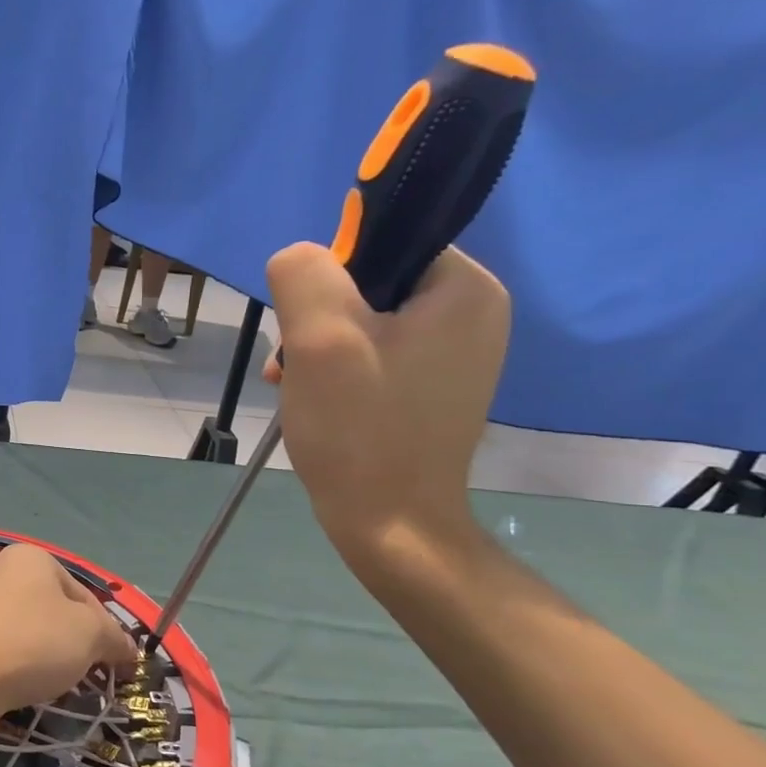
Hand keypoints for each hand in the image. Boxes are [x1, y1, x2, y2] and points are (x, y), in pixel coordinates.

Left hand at [0, 545, 139, 719]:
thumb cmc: (34, 641)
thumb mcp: (90, 635)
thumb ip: (114, 638)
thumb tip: (128, 648)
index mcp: (34, 557)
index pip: (85, 595)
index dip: (106, 631)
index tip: (116, 665)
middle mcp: (4, 570)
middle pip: (58, 611)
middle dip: (77, 644)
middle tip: (89, 676)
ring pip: (33, 630)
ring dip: (51, 656)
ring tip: (57, 683)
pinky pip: (9, 646)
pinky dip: (23, 663)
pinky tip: (26, 684)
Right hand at [263, 242, 508, 561]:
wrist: (389, 525)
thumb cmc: (360, 427)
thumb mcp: (320, 337)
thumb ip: (304, 273)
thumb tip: (299, 258)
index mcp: (466, 290)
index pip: (384, 241)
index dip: (331, 276)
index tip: (307, 325)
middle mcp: (472, 314)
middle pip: (369, 283)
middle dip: (317, 318)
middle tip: (293, 361)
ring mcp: (454, 354)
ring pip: (362, 320)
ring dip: (317, 346)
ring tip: (296, 384)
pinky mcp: (430, 386)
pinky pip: (372, 352)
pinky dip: (334, 369)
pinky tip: (313, 398)